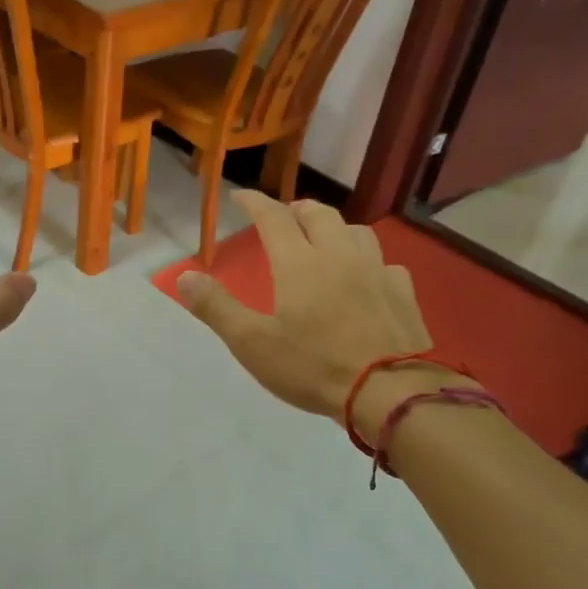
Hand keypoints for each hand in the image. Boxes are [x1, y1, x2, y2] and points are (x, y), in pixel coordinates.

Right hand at [176, 192, 464, 437]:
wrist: (389, 392)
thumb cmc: (313, 367)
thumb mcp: (252, 343)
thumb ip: (216, 307)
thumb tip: (184, 276)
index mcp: (299, 263)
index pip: (274, 217)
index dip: (255, 202)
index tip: (240, 196)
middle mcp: (340, 256)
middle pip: (320, 215)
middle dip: (297, 209)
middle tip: (284, 216)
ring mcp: (377, 272)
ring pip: (357, 231)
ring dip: (335, 228)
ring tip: (325, 239)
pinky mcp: (403, 293)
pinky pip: (385, 263)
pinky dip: (369, 261)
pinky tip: (366, 277)